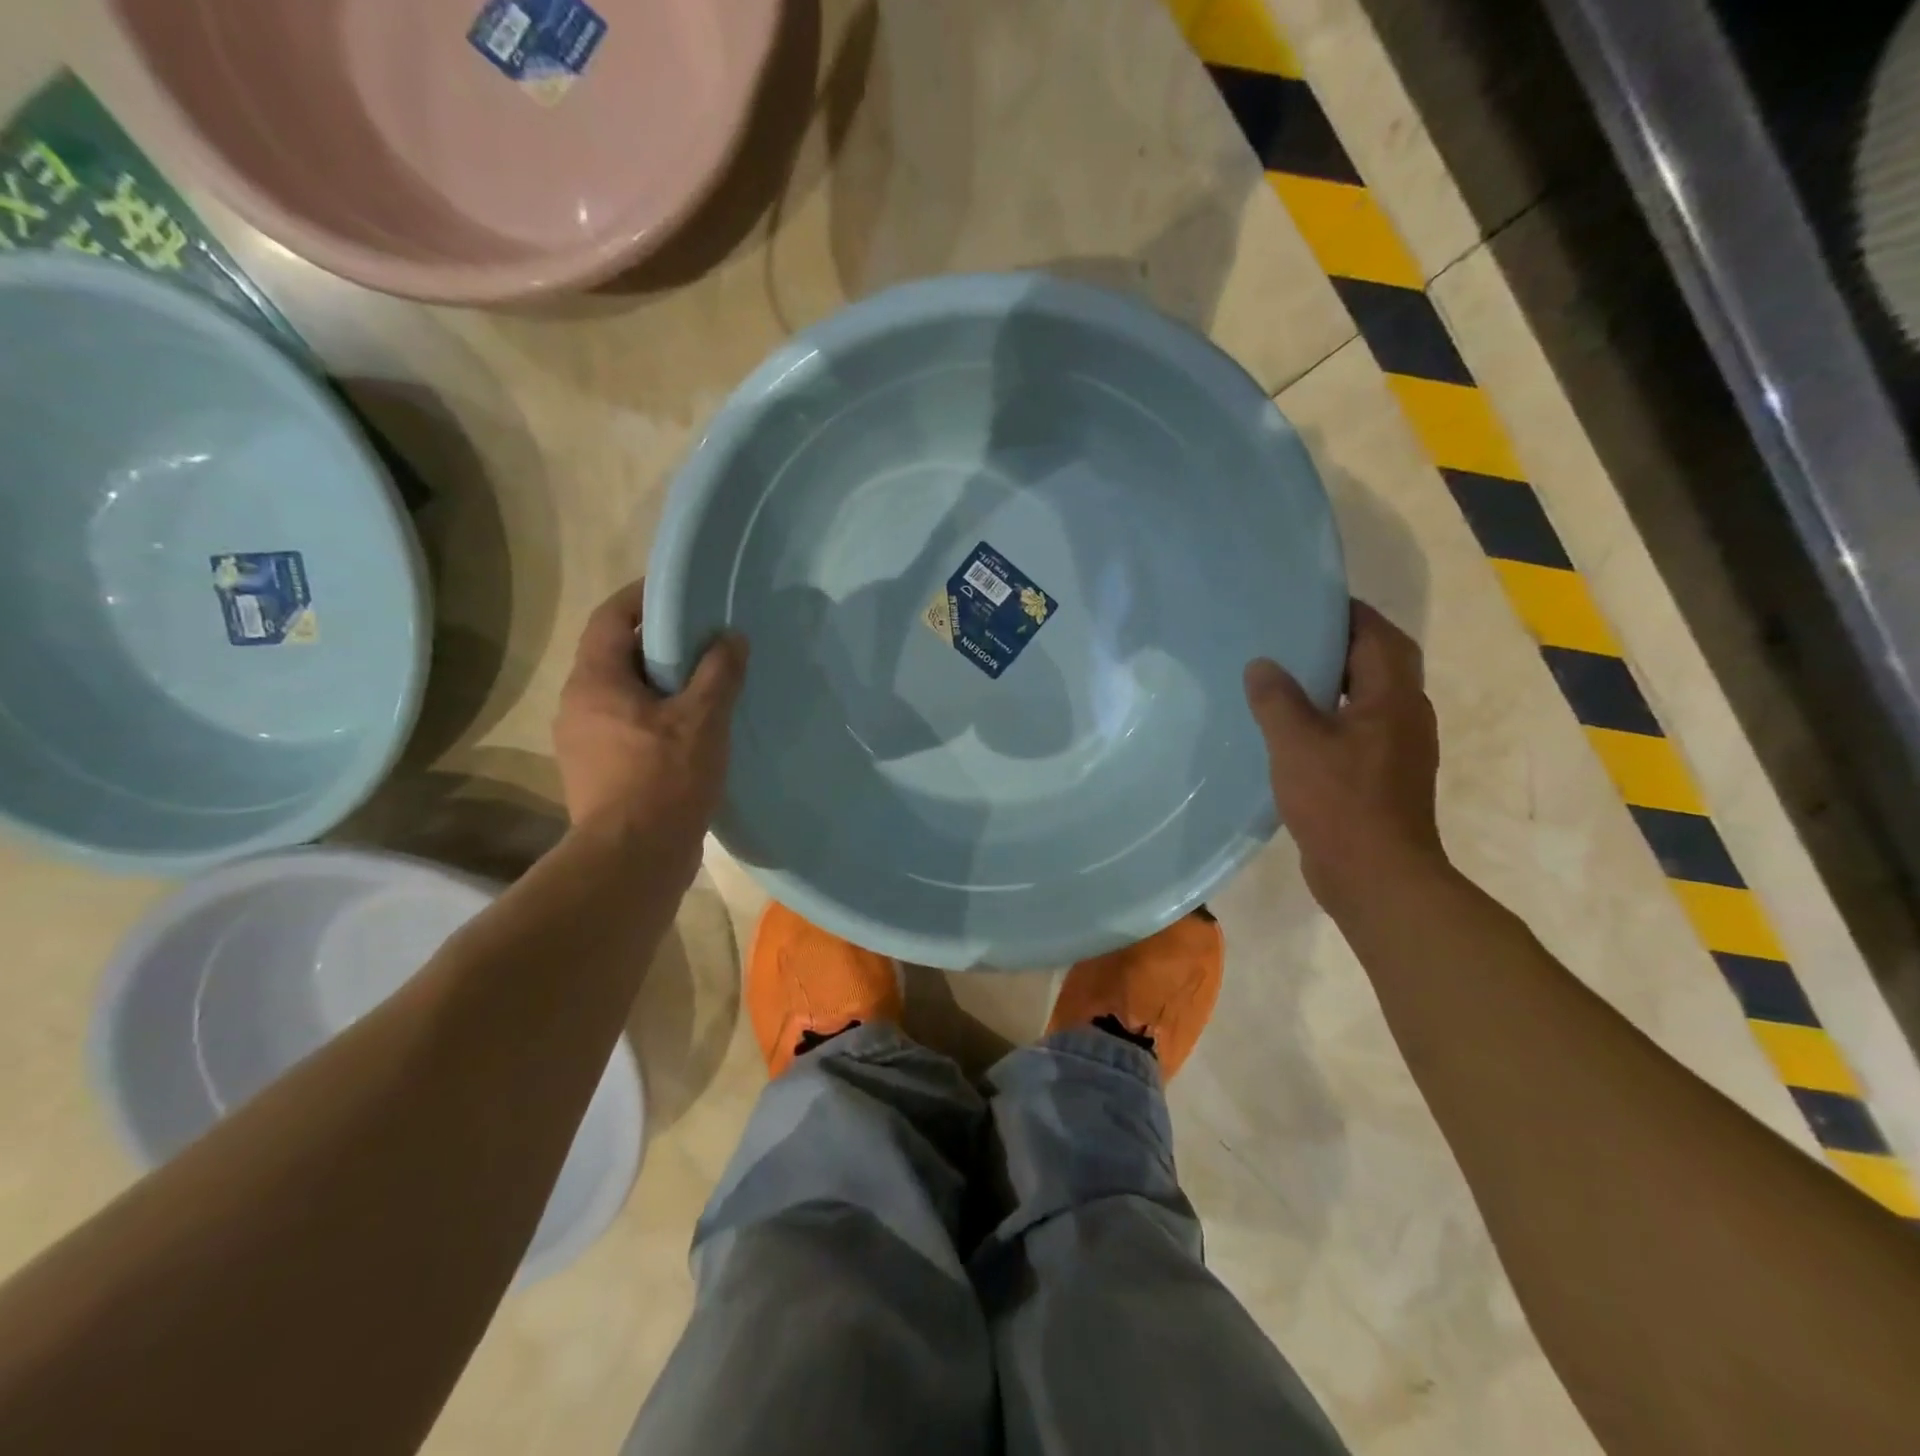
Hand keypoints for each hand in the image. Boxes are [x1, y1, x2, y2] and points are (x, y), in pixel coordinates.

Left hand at [553, 582, 748, 863]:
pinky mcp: (598, 771)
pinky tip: (693, 730)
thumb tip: (730, 637)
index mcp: (595, 681)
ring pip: (624, 694)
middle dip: (659, 643)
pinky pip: (628, 726)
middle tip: (704, 639)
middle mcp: (578, 704)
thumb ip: (718, 672)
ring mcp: (584, 742)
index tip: (681, 591)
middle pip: (616, 655)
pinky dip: (657, 717)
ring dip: (660, 684)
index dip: (642, 598)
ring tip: (706, 684)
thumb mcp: (702, 718)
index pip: (610, 618)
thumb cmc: (664, 778)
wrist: (633, 859)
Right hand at [1243, 600, 1444, 910]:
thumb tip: (1261, 665)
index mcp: (1392, 698)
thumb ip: (1277, 699)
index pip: (1378, 636)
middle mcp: (1405, 716)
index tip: (1311, 601)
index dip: (1349, 613)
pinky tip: (1295, 729)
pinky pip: (1358, 730)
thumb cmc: (1340, 801)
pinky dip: (1332, 717)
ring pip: (1368, 699)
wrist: (1376, 877)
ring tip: (1288, 676)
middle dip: (1342, 644)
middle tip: (1293, 636)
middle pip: (1379, 664)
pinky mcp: (1383, 777)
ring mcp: (1397, 750)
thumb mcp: (1297, 743)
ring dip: (1336, 682)